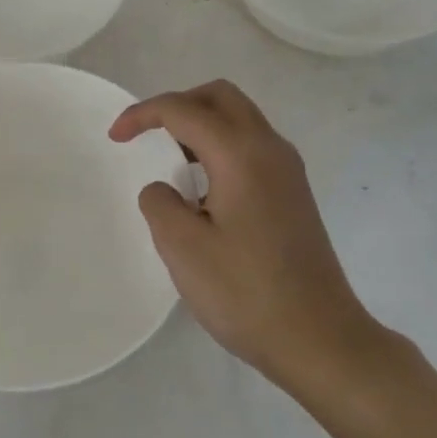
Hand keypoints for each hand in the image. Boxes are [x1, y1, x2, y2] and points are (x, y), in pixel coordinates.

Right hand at [109, 80, 376, 396]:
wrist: (321, 340)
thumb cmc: (247, 293)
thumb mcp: (183, 248)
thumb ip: (160, 203)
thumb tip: (165, 189)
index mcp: (241, 154)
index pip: (183, 110)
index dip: (142, 115)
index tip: (115, 138)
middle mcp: (270, 149)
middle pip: (220, 97)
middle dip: (178, 105)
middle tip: (147, 135)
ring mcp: (288, 170)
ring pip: (240, 119)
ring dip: (201, 125)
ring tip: (171, 163)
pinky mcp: (294, 193)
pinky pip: (251, 146)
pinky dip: (220, 147)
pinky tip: (203, 190)